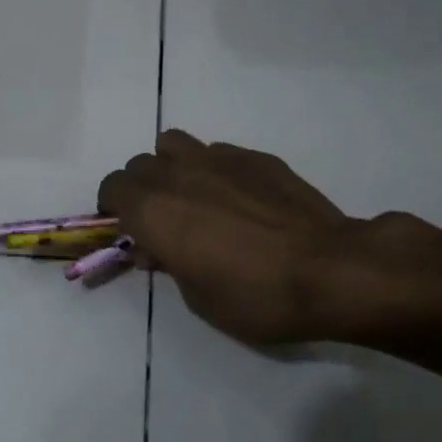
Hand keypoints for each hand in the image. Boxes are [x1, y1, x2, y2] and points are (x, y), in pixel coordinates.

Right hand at [98, 130, 434, 345]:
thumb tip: (155, 247)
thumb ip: (168, 263)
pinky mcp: (254, 156)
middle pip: (139, 165)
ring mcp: (217, 158)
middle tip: (162, 220)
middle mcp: (176, 174)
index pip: (111, 188)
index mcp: (152, 210)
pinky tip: (238, 197)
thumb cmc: (255, 296)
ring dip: (171, 166)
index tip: (127, 230)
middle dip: (141, 189)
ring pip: (173, 144)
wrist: (330, 270)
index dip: (113, 208)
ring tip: (193, 196)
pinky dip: (212, 169)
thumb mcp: (197, 297)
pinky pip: (216, 152)